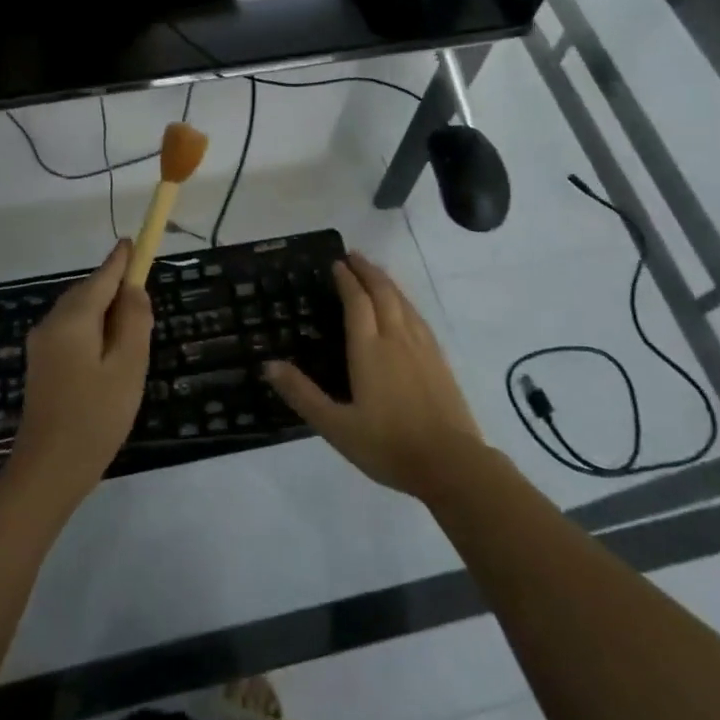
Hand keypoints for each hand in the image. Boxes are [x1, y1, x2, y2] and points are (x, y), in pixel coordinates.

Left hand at [10, 239, 153, 502]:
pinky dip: (92, 332)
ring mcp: (41, 346)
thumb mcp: (128, 366)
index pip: (101, 277)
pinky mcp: (41, 367)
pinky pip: (70, 334)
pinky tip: (108, 355)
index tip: (133, 243)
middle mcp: (51, 324)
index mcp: (73, 319)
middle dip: (113, 289)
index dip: (120, 260)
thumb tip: (134, 288)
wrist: (48, 470)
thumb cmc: (96, 416)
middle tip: (143, 300)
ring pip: (78, 315)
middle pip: (87, 294)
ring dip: (104, 313)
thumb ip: (134, 321)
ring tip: (132, 333)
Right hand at [264, 252, 484, 500]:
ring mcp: (422, 348)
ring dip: (387, 282)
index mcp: (369, 349)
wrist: (450, 464)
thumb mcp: (336, 426)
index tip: (336, 263)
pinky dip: (405, 301)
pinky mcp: (439, 360)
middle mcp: (396, 339)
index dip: (346, 280)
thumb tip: (269, 365)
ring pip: (403, 302)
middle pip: (383, 293)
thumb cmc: (388, 445)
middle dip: (367, 271)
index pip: (357, 302)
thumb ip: (302, 394)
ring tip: (375, 272)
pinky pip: (418, 317)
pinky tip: (404, 308)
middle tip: (353, 256)